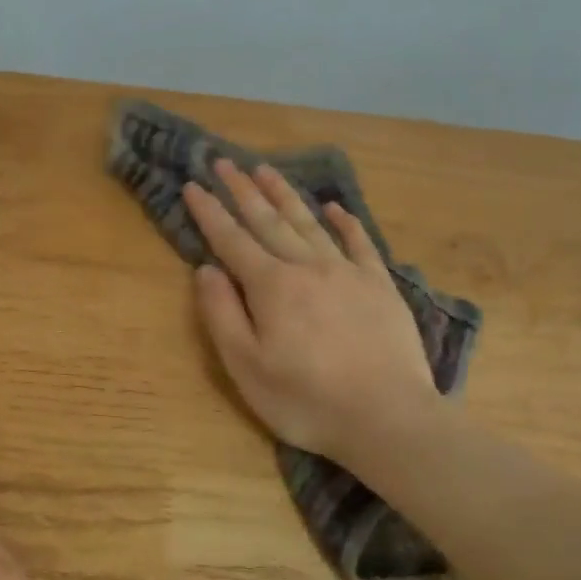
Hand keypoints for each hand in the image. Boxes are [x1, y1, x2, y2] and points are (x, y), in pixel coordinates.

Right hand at [183, 159, 440, 466]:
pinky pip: (359, 242)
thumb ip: (222, 314)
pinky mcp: (380, 286)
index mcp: (271, 286)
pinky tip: (334, 208)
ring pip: (310, 223)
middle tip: (225, 161)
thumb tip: (206, 269)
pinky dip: (344, 222)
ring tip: (266, 169)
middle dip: (243, 190)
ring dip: (285, 194)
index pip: (232, 240)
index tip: (192, 185)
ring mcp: (348, 272)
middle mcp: (307, 267)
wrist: (388, 417)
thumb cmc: (306, 399)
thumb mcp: (246, 366)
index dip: (210, 212)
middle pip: (269, 220)